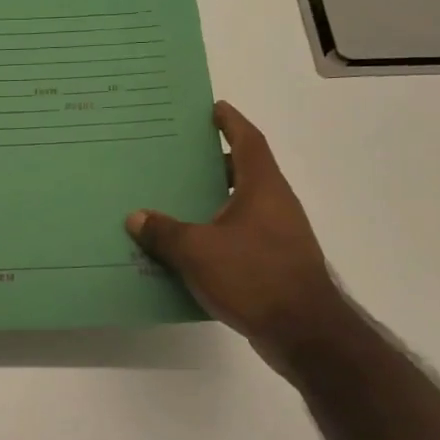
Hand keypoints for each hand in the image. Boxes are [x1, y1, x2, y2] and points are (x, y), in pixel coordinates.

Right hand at [126, 100, 346, 375]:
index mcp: (262, 188)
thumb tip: (137, 217)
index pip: (248, 142)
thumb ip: (164, 232)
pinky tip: (189, 247)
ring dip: (213, 201)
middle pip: (244, 172)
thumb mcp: (197, 251)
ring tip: (175, 200)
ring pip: (241, 207)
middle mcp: (275, 205)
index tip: (214, 108)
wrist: (303, 331)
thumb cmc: (253, 276)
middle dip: (214, 163)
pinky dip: (216, 234)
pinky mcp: (274, 263)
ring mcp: (278, 236)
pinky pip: (239, 237)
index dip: (231, 123)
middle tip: (180, 157)